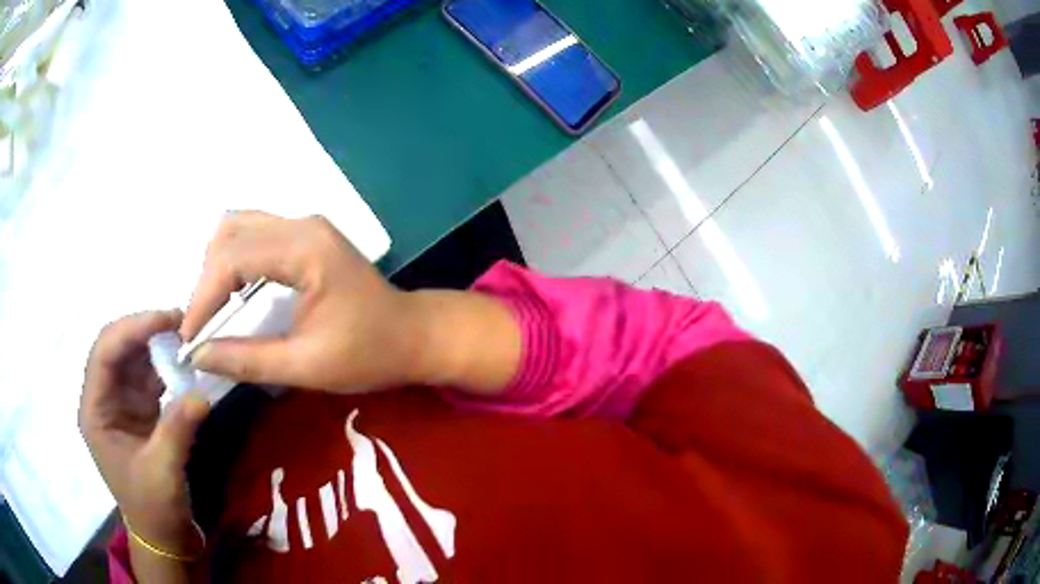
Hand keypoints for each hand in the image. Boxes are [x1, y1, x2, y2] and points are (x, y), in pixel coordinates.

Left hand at [80, 311, 209, 557]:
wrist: (162, 535)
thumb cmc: (153, 508)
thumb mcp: (163, 473)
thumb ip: (177, 431)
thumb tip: (201, 393)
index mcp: (95, 410)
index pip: (104, 353)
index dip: (132, 329)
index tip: (167, 320)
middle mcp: (103, 398)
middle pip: (117, 348)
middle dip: (145, 330)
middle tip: (181, 321)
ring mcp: (120, 402)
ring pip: (133, 357)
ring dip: (157, 344)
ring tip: (186, 335)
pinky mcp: (139, 409)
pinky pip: (149, 375)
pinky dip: (166, 364)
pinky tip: (184, 360)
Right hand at [180, 212, 421, 391]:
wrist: (414, 335)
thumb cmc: (370, 353)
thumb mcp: (307, 366)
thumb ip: (249, 360)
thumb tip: (199, 355)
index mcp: (306, 249)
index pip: (233, 258)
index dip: (202, 297)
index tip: (189, 337)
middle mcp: (302, 225)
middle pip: (230, 233)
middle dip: (206, 280)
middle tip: (201, 325)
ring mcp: (306, 225)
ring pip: (239, 227)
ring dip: (216, 266)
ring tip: (211, 311)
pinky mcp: (306, 235)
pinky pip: (254, 235)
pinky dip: (233, 260)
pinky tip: (231, 293)